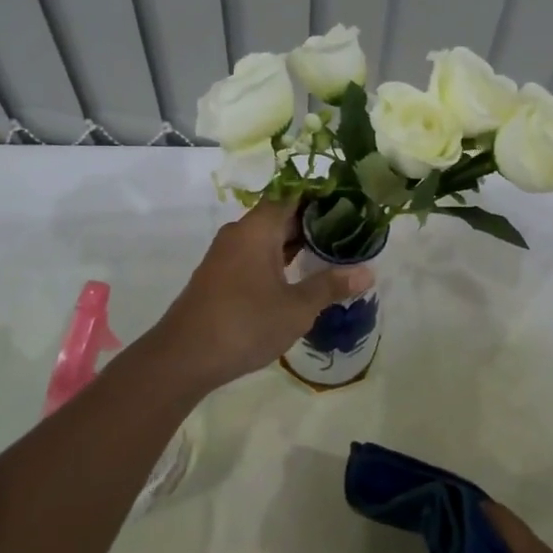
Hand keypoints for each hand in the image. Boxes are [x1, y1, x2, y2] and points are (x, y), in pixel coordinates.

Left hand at [152, 200, 373, 392]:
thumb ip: (331, 286)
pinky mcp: (220, 275)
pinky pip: (256, 254)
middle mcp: (240, 233)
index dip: (323, 196)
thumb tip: (369, 272)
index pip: (294, 195)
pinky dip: (280, 258)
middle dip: (314, 222)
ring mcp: (227, 254)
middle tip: (351, 231)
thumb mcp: (296, 308)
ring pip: (268, 237)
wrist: (183, 357)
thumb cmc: (245, 324)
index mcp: (257, 229)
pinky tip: (300, 275)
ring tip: (333, 252)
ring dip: (297, 242)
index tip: (351, 203)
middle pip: (281, 214)